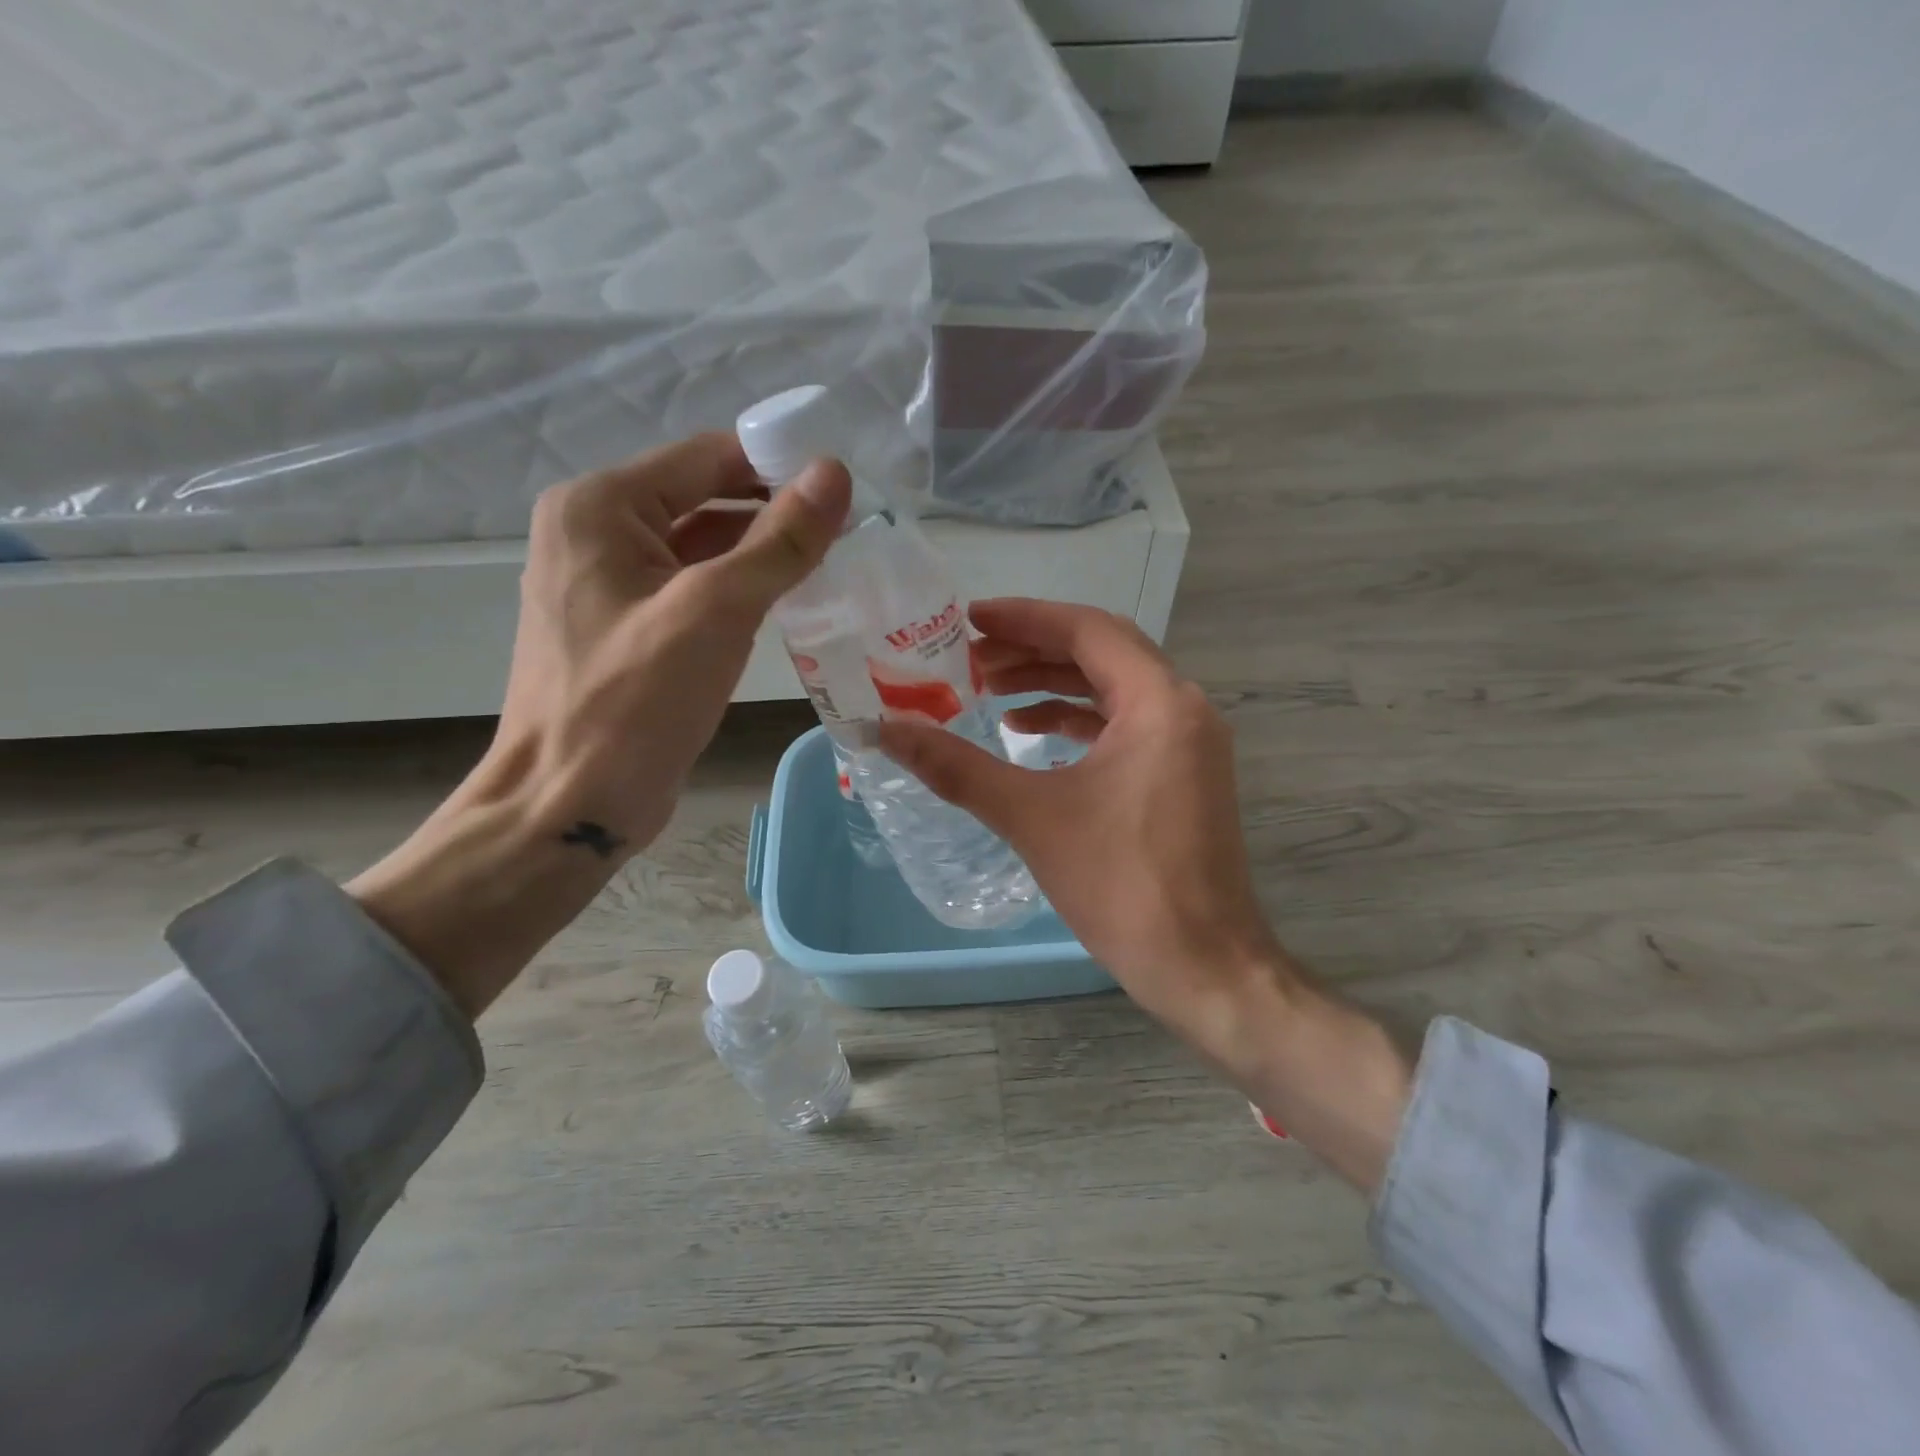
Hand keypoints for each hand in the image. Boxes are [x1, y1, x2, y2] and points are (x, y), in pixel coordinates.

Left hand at [351, 435, 849, 1017]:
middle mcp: (597, 531)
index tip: (848, 492)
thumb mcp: (716, 611)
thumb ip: (779, 541)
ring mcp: (609, 583)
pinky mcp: (629, 628)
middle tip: (851, 534)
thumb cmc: (634, 702)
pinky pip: (694, 590)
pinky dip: (740, 591)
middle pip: (705, 498)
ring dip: (762, 555)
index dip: (781, 467)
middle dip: (776, 514)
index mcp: (601, 507)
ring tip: (834, 566)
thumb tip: (835, 474)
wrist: (571, 804)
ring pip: (703, 547)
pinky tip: (789, 605)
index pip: (708, 457)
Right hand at [880, 600, 1410, 1190]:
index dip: (1025, 617)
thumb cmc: (1122, 886)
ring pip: (1112, 690)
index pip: (1088, 630)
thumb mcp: (1032, 818)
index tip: (968, 619)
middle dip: (1033, 650)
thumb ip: (956, 767)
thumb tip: (885, 730)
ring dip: (1052, 684)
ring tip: (988, 690)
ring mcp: (1188, 743)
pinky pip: (1123, 726)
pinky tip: (1029, 734)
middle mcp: (1183, 709)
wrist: (1203, 967)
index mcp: (1159, 703)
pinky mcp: (1182, 775)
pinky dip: (1076, 721)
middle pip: (1101, 652)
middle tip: (969, 657)